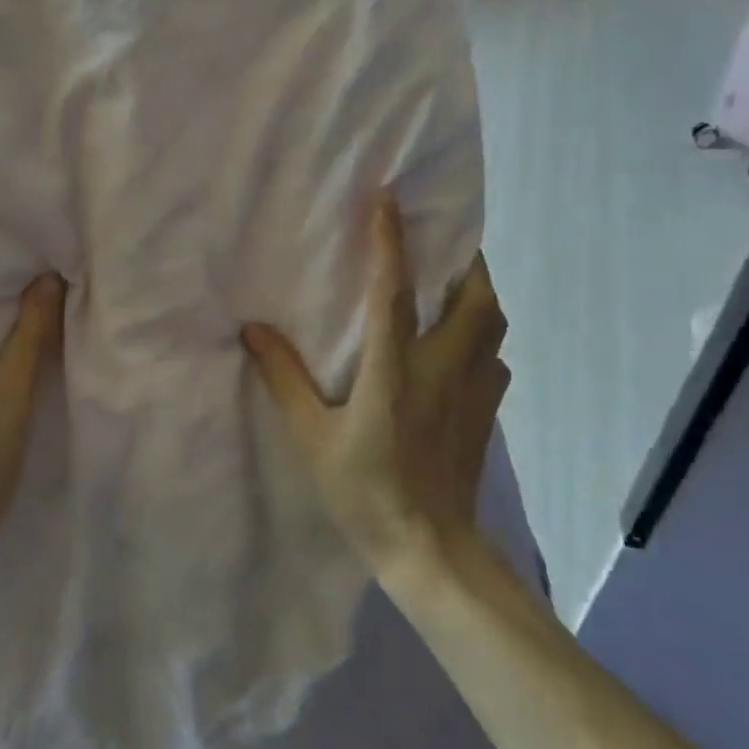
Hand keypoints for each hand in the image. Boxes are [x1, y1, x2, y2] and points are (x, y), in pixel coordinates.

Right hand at [242, 195, 508, 577]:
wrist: (430, 550)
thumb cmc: (365, 492)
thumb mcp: (312, 437)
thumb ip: (284, 379)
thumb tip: (252, 330)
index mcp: (394, 370)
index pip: (394, 292)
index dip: (391, 241)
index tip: (389, 199)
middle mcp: (442, 368)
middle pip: (474, 297)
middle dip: (465, 260)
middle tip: (444, 240)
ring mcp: (473, 389)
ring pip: (493, 323)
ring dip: (479, 292)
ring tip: (455, 281)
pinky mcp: (487, 411)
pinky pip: (495, 355)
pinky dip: (483, 334)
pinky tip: (463, 342)